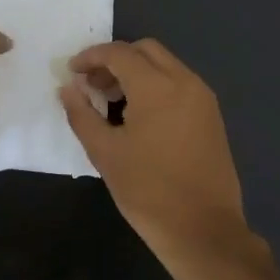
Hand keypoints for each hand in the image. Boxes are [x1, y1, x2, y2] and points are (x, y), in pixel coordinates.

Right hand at [59, 39, 271, 279]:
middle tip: (93, 85)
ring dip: (136, 72)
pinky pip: (179, 84)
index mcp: (157, 86)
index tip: (72, 72)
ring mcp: (203, 98)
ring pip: (165, 65)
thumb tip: (68, 88)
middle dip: (115, 60)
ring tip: (112, 102)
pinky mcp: (211, 115)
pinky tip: (139, 115)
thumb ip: (82, 114)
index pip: (119, 53)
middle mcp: (184, 81)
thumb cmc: (148, 191)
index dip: (91, 57)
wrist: (203, 229)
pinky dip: (155, 85)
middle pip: (145, 50)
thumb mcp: (104, 153)